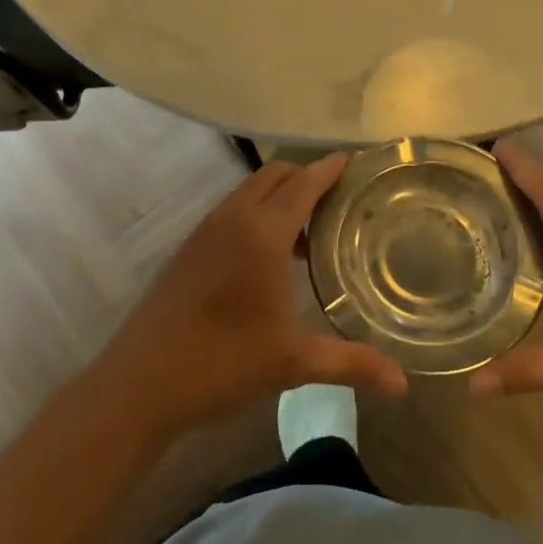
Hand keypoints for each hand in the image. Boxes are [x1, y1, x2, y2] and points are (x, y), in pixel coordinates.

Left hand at [91, 155, 409, 443]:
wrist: (139, 383)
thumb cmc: (221, 363)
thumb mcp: (292, 362)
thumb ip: (351, 363)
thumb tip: (403, 383)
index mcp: (261, 233)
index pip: (303, 184)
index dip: (329, 169)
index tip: (355, 160)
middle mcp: (232, 219)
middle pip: (274, 176)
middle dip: (306, 176)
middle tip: (339, 199)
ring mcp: (204, 232)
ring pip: (248, 192)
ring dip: (279, 196)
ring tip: (309, 230)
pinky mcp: (188, 249)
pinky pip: (230, 212)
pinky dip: (256, 213)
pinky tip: (268, 257)